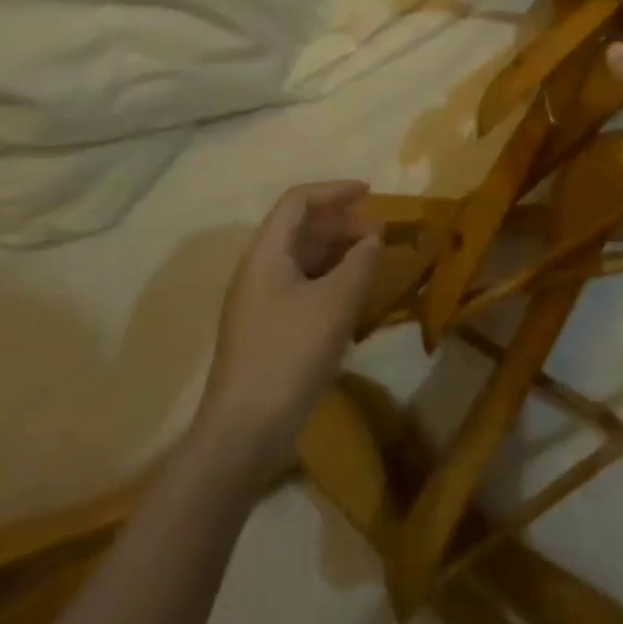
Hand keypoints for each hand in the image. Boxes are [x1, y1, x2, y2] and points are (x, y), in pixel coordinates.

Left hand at [198, 181, 381, 469]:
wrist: (243, 432)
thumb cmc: (290, 355)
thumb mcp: (335, 303)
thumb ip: (360, 262)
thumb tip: (372, 238)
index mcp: (266, 253)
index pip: (298, 201)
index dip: (335, 191)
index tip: (370, 193)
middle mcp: (257, 269)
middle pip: (299, 227)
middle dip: (341, 222)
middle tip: (379, 232)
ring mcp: (258, 301)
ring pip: (301, 258)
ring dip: (336, 251)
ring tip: (371, 259)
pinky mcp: (265, 329)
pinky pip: (300, 285)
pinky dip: (328, 279)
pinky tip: (352, 295)